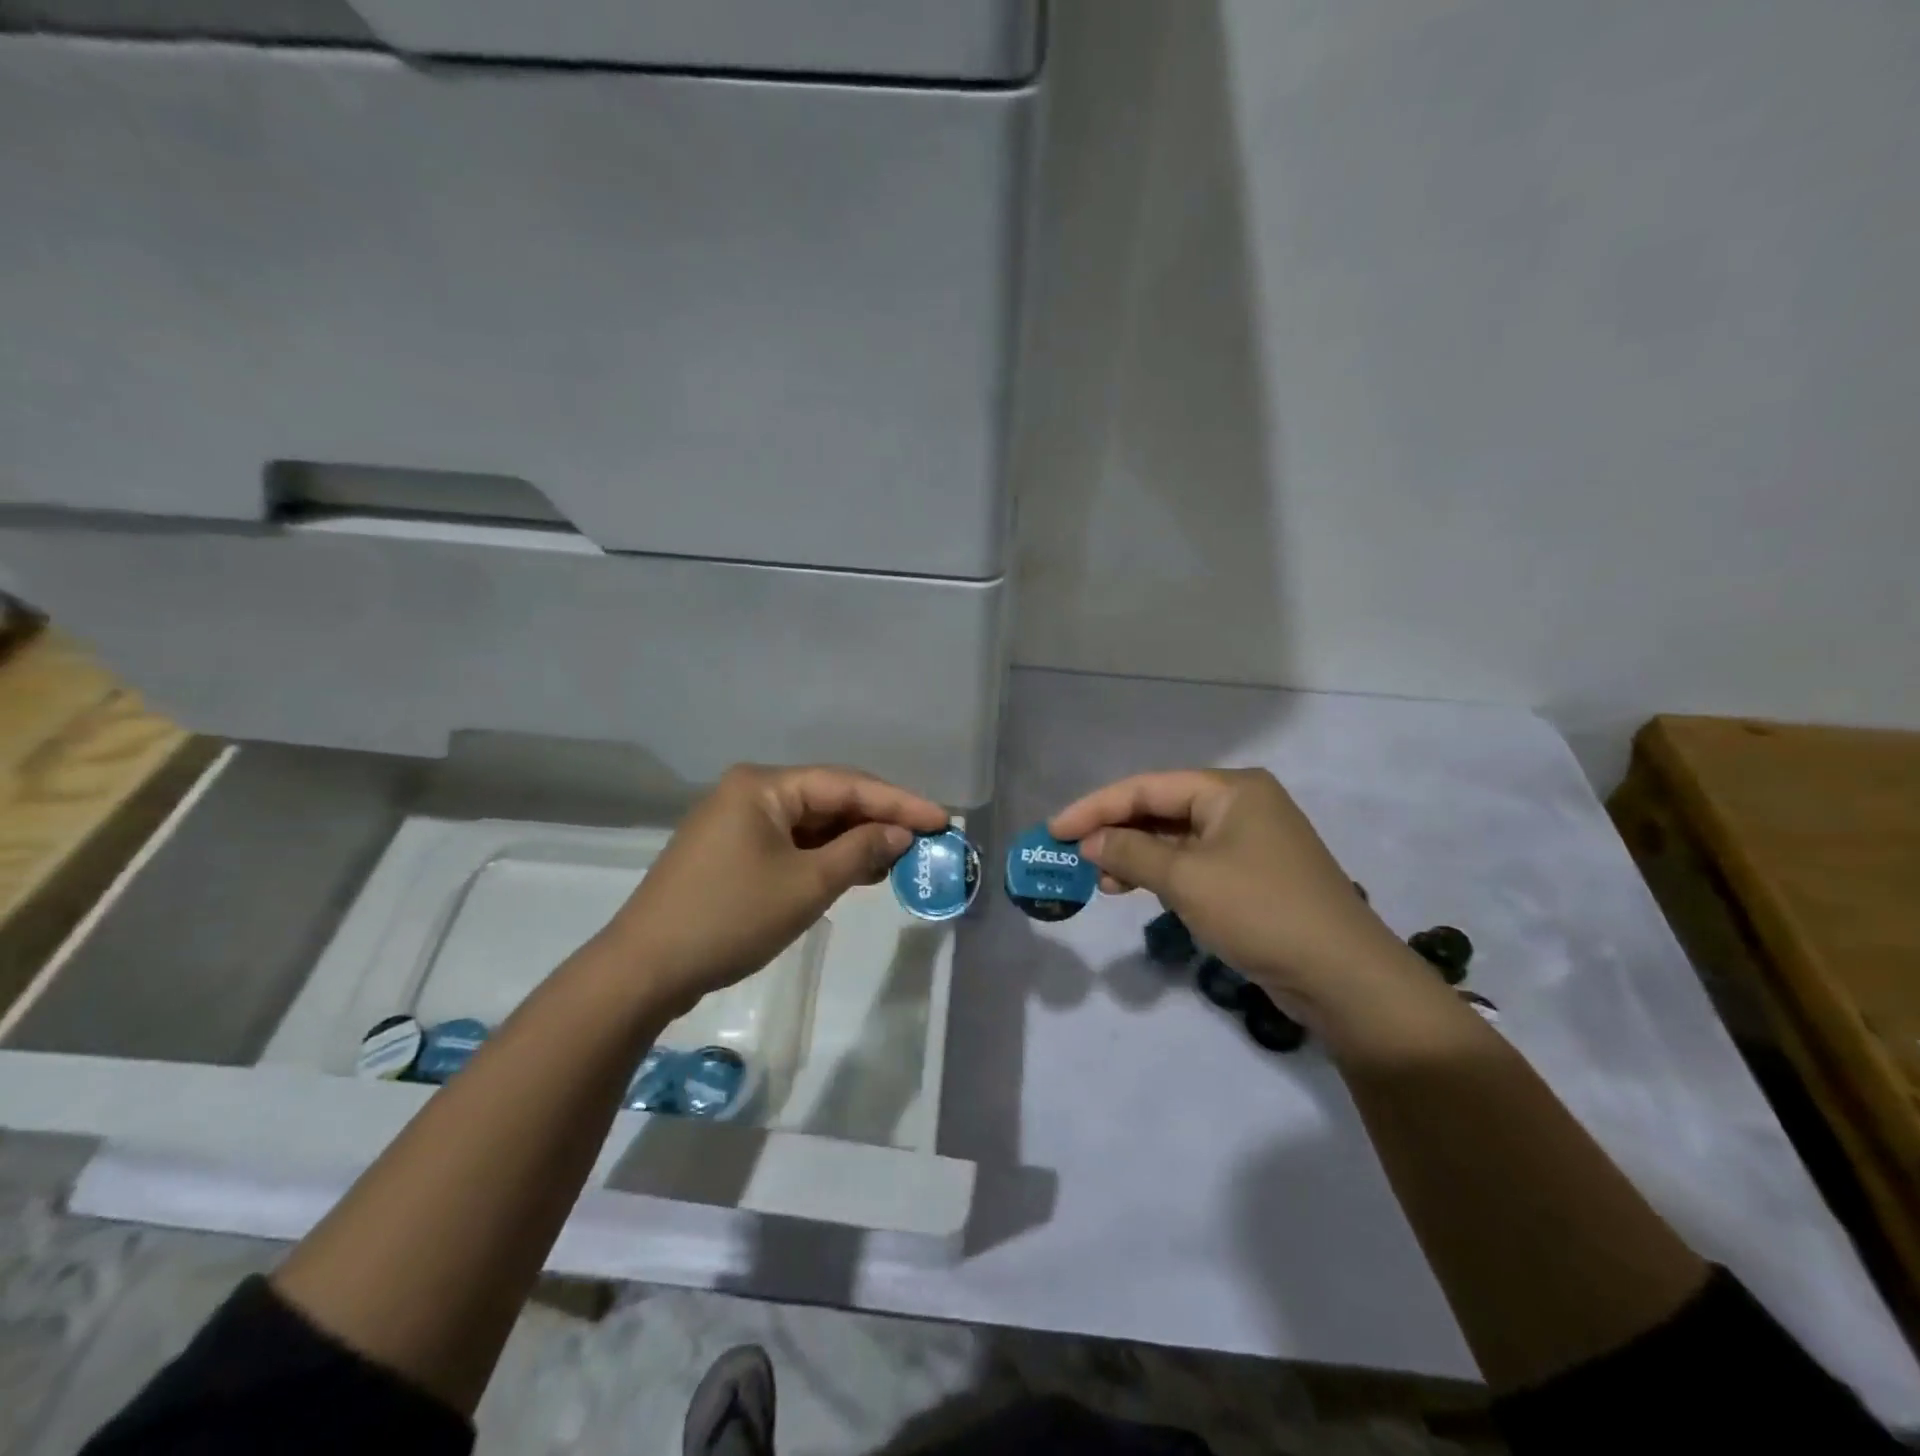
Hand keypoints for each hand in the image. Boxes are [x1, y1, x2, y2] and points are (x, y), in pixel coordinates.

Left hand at [601, 764, 948, 1015]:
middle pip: (829, 799)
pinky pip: (791, 843)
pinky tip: (855, 871)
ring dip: (852, 840)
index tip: (942, 820)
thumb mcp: (806, 885)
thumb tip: (900, 834)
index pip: (846, 785)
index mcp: (764, 786)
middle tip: (925, 839)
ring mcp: (737, 822)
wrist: (645, 969)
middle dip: (877, 820)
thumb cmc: (731, 918)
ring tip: (898, 859)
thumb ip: (860, 851)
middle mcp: (750, 792)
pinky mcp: (731, 852)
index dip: (899, 802)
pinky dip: (824, 856)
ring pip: (811, 823)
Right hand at [1050, 769, 1446, 1047]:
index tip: (1054, 830)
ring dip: (1134, 856)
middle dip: (1114, 832)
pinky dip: (1161, 874)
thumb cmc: (1260, 911)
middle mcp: (1240, 805)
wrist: (1343, 976)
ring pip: (1174, 838)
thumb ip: (1130, 853)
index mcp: (1230, 789)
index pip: (1146, 787)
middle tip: (1073, 856)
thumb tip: (1089, 842)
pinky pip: (1193, 863)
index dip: (1095, 807)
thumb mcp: (1186, 879)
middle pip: (1160, 809)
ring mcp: (1248, 841)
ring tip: (1100, 881)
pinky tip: (1135, 890)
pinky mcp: (1251, 875)